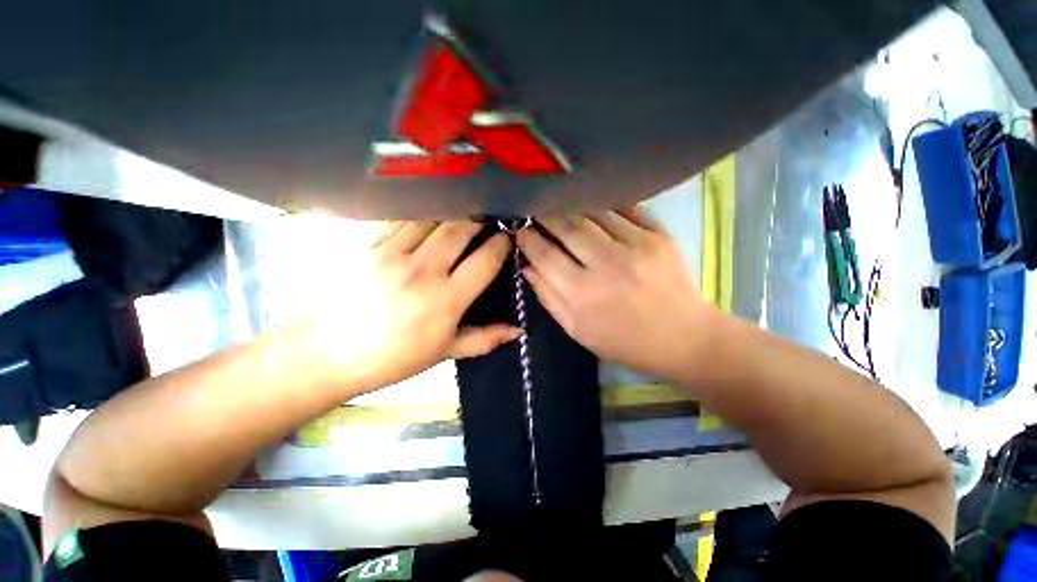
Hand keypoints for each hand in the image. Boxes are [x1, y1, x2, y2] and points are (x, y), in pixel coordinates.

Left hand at [312, 220, 518, 392]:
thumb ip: (484, 339)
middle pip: (461, 229)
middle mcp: (424, 271)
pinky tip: (428, 214)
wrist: (328, 353)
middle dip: (480, 221)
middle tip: (487, 221)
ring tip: (462, 214)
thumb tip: (518, 331)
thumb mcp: (444, 352)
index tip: (505, 239)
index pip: (485, 260)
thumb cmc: (393, 358)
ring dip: (453, 212)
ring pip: (433, 217)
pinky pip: (400, 218)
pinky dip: (420, 213)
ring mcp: (393, 254)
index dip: (501, 245)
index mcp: (446, 300)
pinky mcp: (368, 246)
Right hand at [516, 210, 720, 380]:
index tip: (520, 231)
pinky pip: (623, 208)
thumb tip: (527, 266)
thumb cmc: (624, 341)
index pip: (544, 255)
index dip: (528, 239)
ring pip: (592, 212)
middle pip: (566, 227)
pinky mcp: (658, 236)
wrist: (683, 338)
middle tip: (535, 211)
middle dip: (545, 215)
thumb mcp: (577, 330)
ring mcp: (635, 246)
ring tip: (559, 205)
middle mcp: (606, 265)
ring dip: (570, 207)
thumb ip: (548, 297)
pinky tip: (591, 204)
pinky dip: (602, 204)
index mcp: (582, 294)